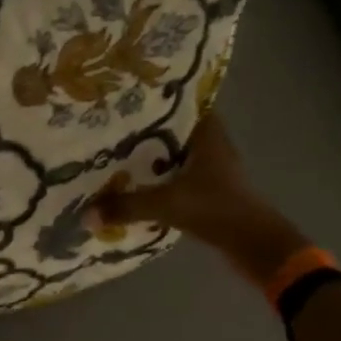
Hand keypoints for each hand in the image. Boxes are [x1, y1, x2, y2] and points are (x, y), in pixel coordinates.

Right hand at [86, 115, 310, 283]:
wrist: (255, 245)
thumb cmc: (215, 209)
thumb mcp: (166, 205)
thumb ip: (126, 206)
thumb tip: (85, 214)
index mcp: (207, 135)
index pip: (185, 103)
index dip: (160, 97)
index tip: (130, 95)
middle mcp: (212, 146)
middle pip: (177, 129)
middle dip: (148, 127)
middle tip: (112, 124)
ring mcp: (213, 170)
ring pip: (177, 153)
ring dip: (153, 154)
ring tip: (117, 151)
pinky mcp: (210, 191)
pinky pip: (179, 176)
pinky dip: (161, 178)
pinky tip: (137, 183)